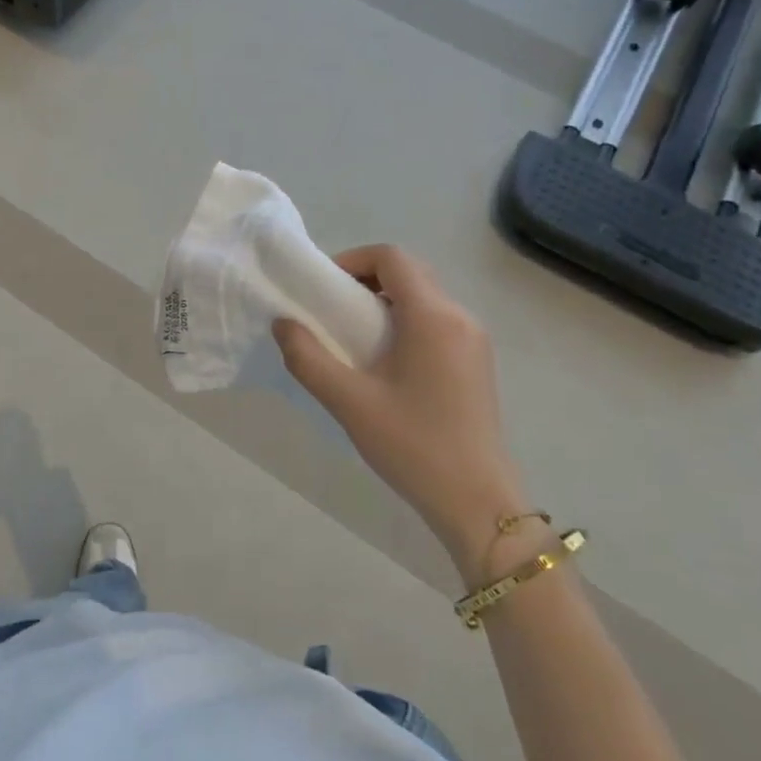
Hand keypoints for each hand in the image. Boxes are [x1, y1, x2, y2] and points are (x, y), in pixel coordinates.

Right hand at [274, 245, 529, 583]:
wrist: (477, 503)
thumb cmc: (413, 446)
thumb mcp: (349, 402)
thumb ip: (308, 358)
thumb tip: (283, 324)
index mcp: (433, 317)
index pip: (391, 257)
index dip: (352, 260)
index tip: (323, 289)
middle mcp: (460, 317)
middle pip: (409, 272)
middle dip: (365, 279)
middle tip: (332, 311)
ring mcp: (474, 340)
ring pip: (424, 296)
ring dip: (384, 302)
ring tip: (352, 338)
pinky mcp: (477, 362)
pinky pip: (436, 321)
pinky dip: (405, 322)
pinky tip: (384, 362)